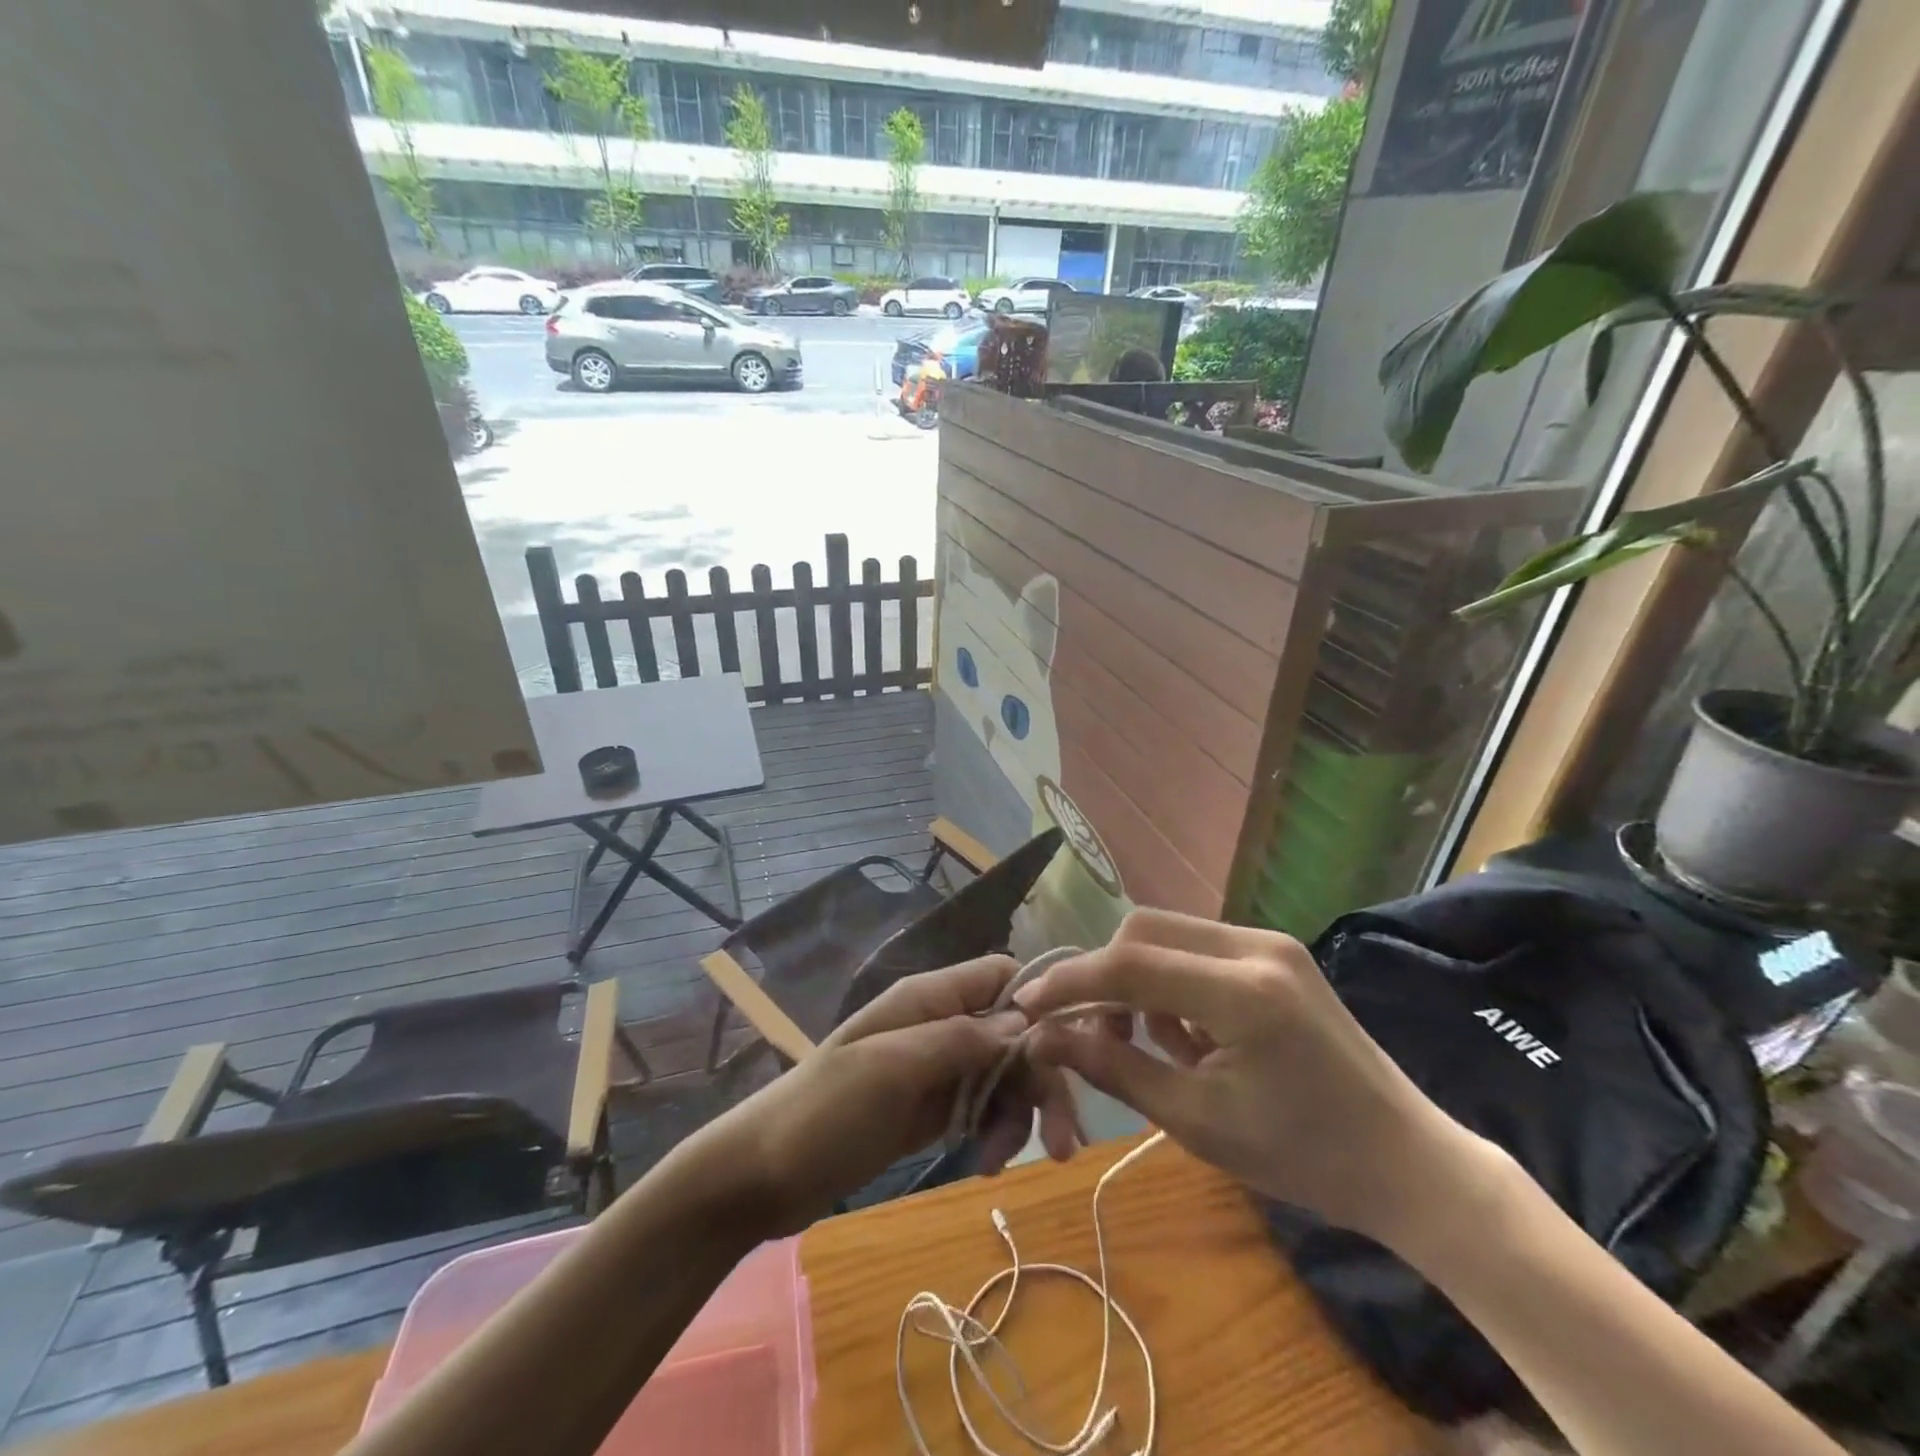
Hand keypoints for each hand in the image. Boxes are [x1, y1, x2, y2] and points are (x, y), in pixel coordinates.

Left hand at [702, 956, 1082, 1235]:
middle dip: (1041, 1079)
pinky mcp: (931, 1110)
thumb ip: (960, 1039)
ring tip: (1007, 1159)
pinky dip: (995, 1131)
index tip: (1067, 1053)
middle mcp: (940, 1024)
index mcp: (929, 998)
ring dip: (1019, 1113)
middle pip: (1013, 1033)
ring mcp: (936, 1069)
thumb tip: (1026, 1022)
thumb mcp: (893, 1068)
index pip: (1002, 975)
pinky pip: (982, 1108)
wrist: (764, 1174)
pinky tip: (987, 1163)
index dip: (1039, 1004)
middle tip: (1064, 1141)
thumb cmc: (825, 1110)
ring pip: (1004, 1074)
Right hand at [1015, 909, 1495, 1252]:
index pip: (1130, 964)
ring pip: (1167, 934)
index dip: (1070, 982)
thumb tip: (1046, 1038)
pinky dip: (1172, 982)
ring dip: (1138, 980)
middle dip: (1104, 977)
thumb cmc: (1303, 1158)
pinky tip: (1188, 1034)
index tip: (1027, 1005)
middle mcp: (1256, 946)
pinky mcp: (1275, 951)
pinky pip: (1197, 948)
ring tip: (1150, 1044)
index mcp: (1244, 992)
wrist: (1406, 1161)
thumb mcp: (1197, 1122)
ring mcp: (1269, 942)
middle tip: (1092, 1033)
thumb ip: (1115, 1069)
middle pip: (1144, 931)